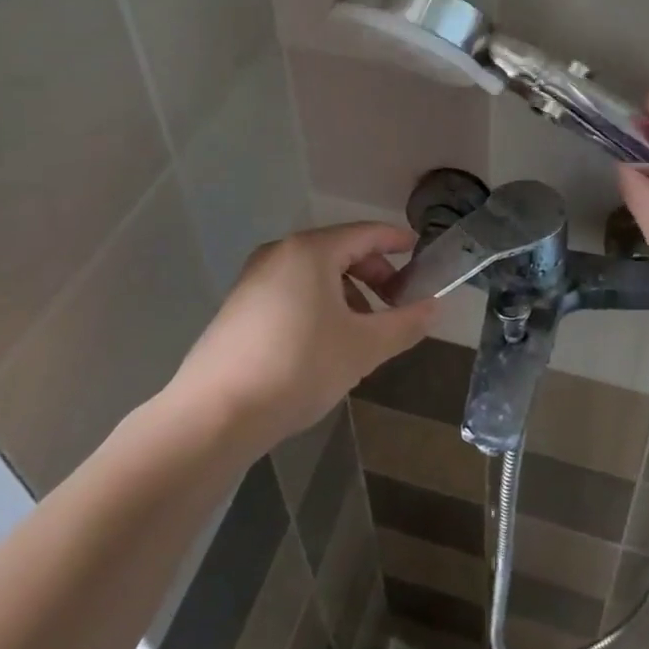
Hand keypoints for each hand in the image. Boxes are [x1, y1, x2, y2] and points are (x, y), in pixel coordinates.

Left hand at [157, 222, 436, 452]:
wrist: (213, 415)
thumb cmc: (298, 367)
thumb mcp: (363, 348)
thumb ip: (405, 323)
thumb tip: (434, 306)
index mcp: (311, 251)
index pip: (366, 233)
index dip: (396, 241)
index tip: (419, 253)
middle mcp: (279, 253)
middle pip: (339, 252)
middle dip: (373, 275)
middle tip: (396, 304)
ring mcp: (253, 279)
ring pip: (314, 275)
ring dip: (346, 295)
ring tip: (362, 333)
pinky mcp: (238, 308)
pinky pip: (291, 292)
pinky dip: (318, 306)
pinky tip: (324, 345)